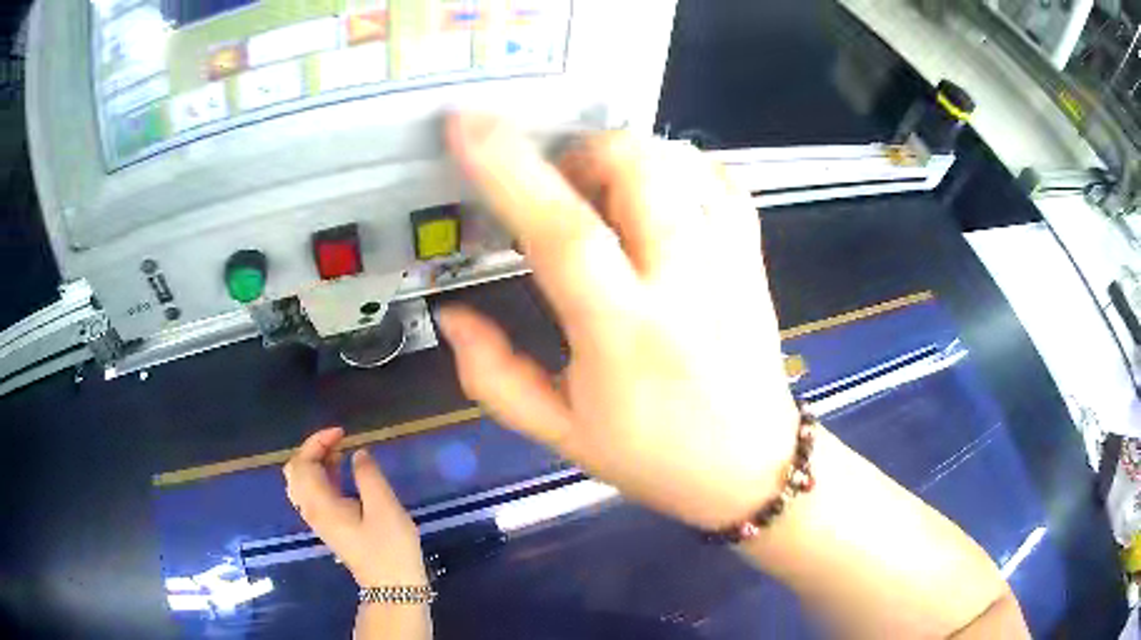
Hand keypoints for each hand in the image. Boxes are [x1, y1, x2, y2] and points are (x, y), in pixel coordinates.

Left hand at [283, 428, 427, 585]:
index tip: (342, 433)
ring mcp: (319, 520)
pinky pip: (313, 493)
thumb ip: (368, 475)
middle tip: (338, 441)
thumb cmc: (389, 548)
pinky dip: (321, 476)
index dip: (317, 442)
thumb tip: (358, 454)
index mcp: (321, 504)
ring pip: (302, 482)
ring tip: (341, 452)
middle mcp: (312, 510)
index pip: (303, 463)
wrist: (392, 586)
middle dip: (312, 450)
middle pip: (295, 471)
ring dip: (316, 462)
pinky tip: (342, 473)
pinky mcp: (329, 526)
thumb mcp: (385, 508)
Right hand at [439, 114, 798, 529]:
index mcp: (625, 333)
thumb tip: (453, 316)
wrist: (752, 467)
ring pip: (681, 160)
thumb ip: (494, 377)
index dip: (510, 170)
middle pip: (637, 166)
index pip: (564, 231)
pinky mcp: (753, 257)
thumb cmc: (655, 459)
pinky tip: (659, 195)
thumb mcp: (561, 434)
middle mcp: (685, 282)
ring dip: (627, 155)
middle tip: (558, 185)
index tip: (469, 125)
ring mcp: (730, 261)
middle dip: (581, 151)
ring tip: (604, 192)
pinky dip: (680, 166)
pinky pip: (721, 179)